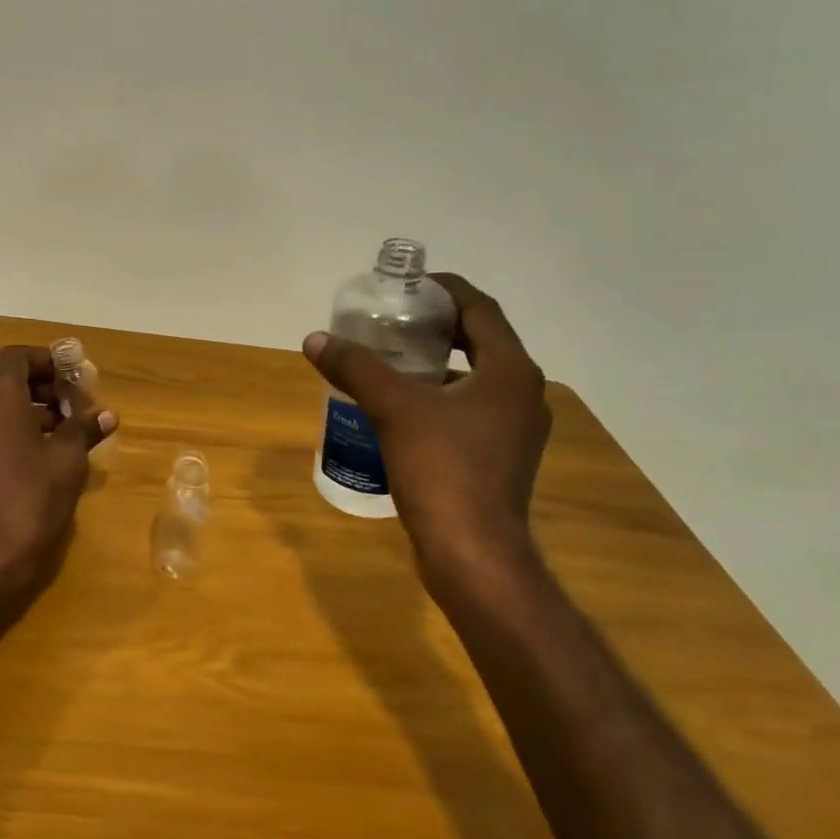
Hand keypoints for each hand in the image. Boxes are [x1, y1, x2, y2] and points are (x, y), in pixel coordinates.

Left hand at [0, 345, 117, 601]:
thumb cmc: (31, 497)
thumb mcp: (68, 460)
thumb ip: (85, 429)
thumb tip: (106, 414)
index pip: (15, 358)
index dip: (46, 359)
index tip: (76, 375)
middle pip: (13, 384)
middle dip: (50, 388)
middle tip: (83, 405)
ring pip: (8, 412)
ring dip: (42, 413)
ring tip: (77, 432)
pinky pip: (3, 436)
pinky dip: (29, 435)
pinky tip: (58, 458)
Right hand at [303, 273, 550, 591]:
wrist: (473, 553)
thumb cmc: (442, 470)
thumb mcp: (394, 410)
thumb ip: (357, 369)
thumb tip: (315, 339)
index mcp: (510, 371)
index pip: (480, 309)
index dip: (445, 290)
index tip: (409, 285)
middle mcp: (524, 394)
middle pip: (482, 341)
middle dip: (439, 327)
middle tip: (395, 321)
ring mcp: (517, 430)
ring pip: (478, 379)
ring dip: (441, 364)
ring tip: (395, 361)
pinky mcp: (504, 458)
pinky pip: (473, 411)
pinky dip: (444, 398)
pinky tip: (407, 409)